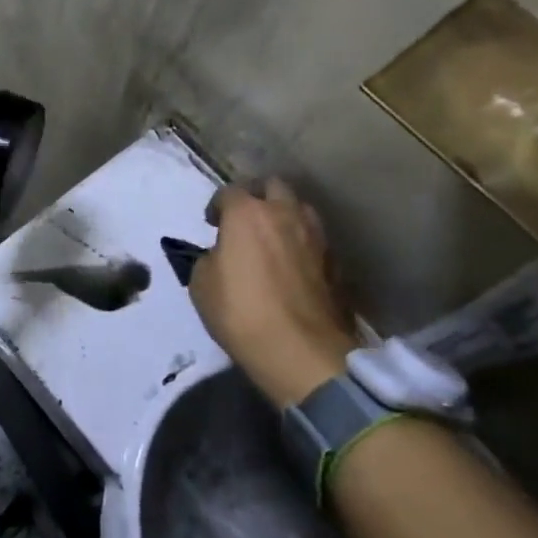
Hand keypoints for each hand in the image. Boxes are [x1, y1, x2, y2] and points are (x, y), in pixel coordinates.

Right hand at [189, 179, 355, 408]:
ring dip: (284, 216)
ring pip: (301, 209)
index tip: (212, 223)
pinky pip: (315, 240)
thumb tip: (221, 255)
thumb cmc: (241, 312)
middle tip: (245, 219)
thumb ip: (210, 258)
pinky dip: (302, 244)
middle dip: (257, 196)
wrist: (302, 352)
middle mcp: (285, 214)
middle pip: (273, 186)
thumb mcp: (202, 284)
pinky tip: (292, 264)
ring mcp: (317, 237)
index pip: (229, 191)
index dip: (217, 205)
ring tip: (272, 239)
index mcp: (247, 213)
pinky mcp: (336, 263)